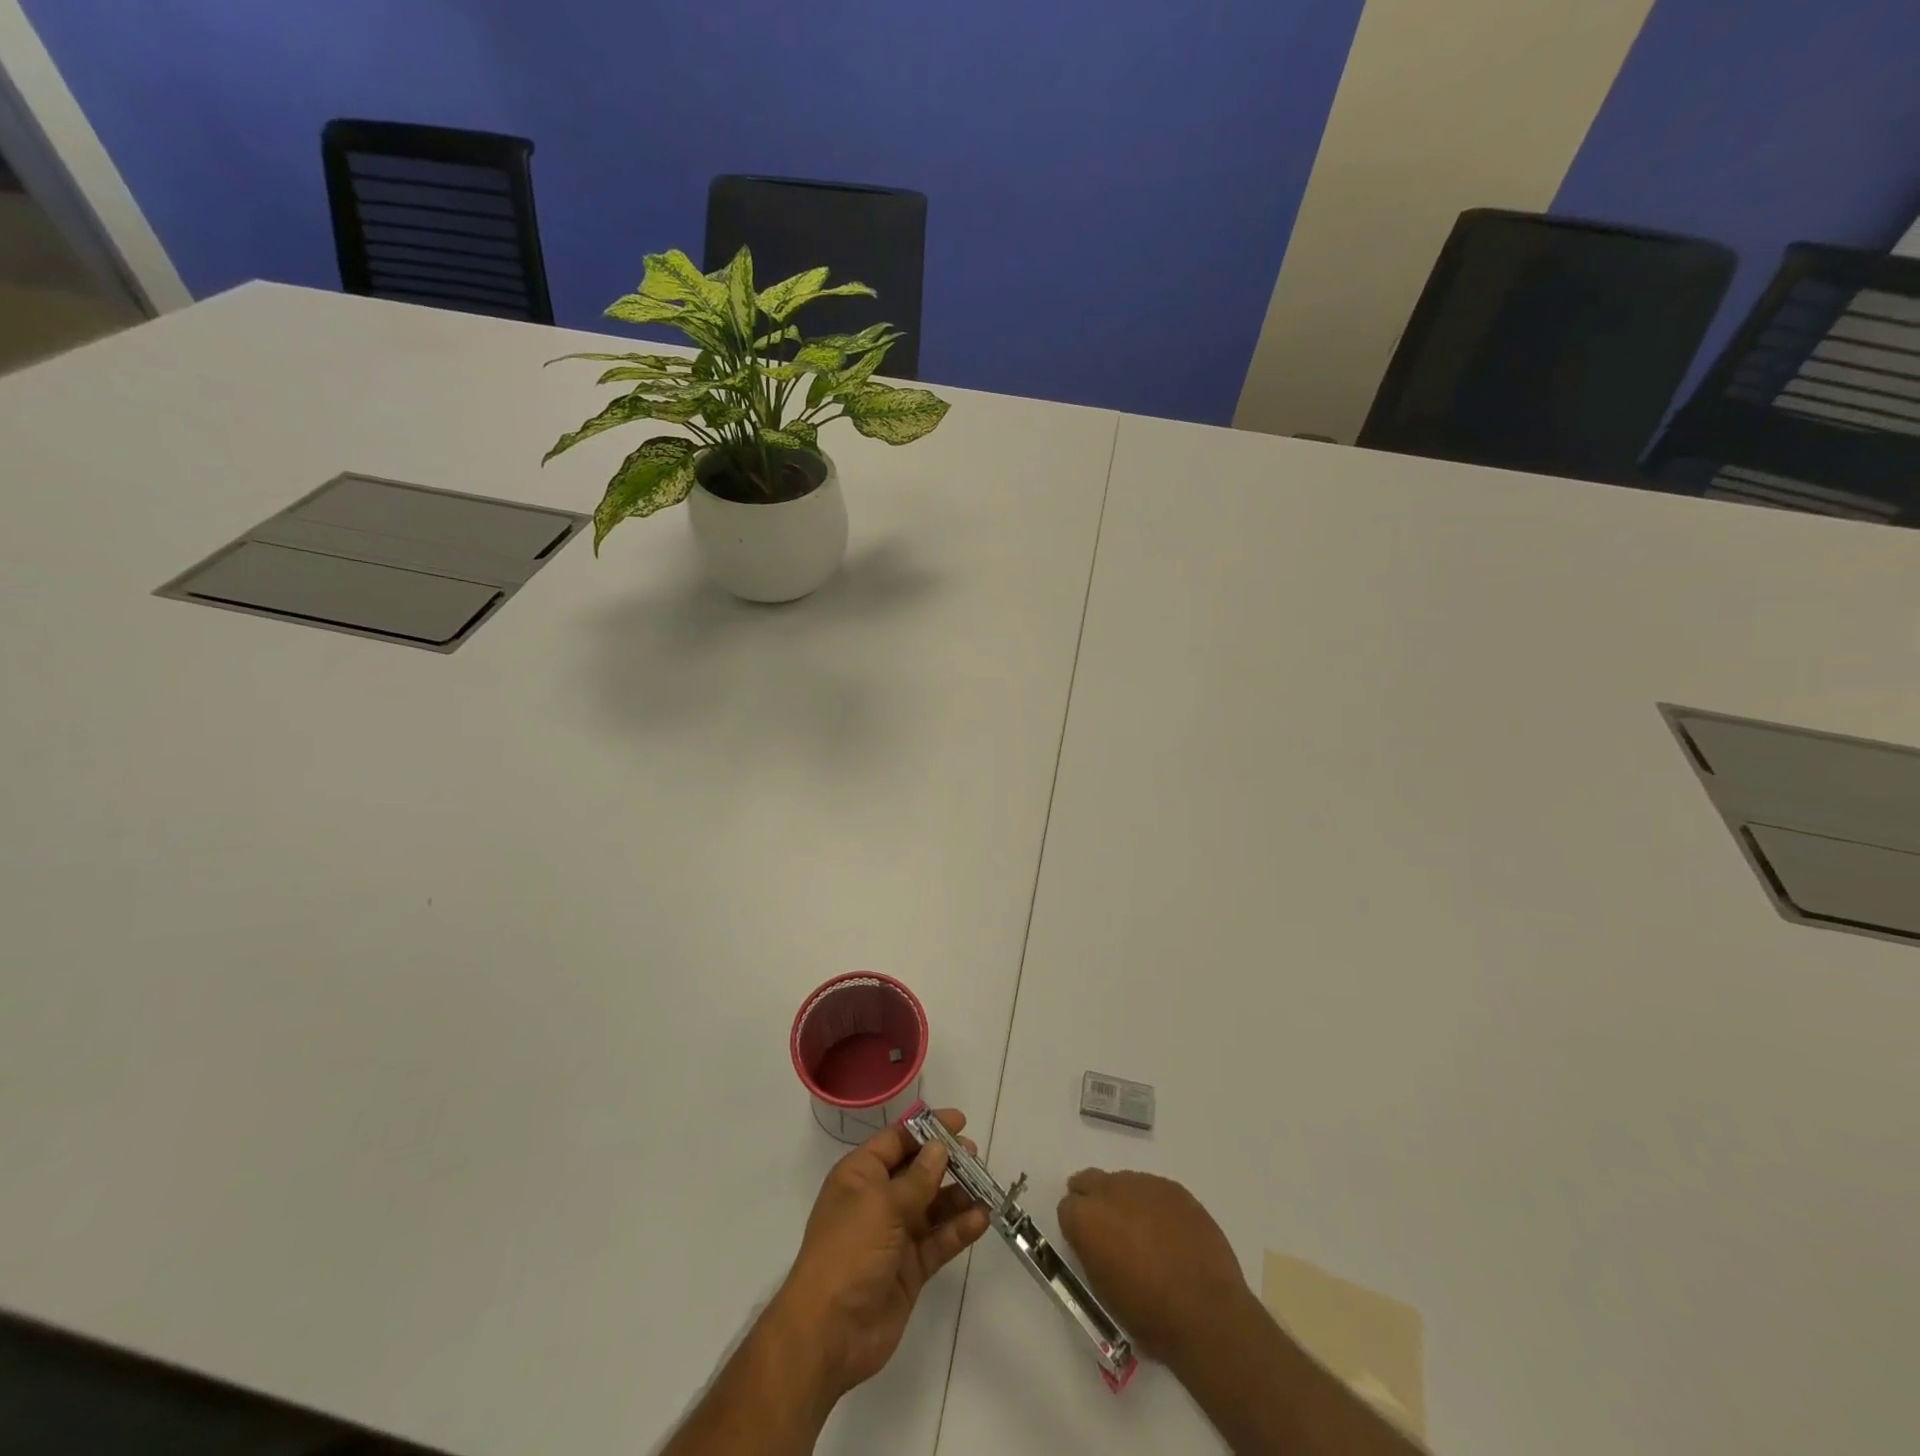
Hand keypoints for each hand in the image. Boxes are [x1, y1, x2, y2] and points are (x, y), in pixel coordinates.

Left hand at [774, 1109, 991, 1398]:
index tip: (959, 1121)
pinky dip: (959, 1229)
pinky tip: (982, 1218)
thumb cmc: (849, 1251)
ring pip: (932, 1206)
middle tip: (975, 1156)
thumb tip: (940, 1147)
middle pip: (917, 1171)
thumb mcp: (882, 1204)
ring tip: (986, 1186)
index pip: (896, 1140)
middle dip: (946, 1161)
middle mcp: (877, 1200)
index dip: (927, 1128)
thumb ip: (917, 1178)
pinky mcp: (910, 1268)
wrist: (830, 1332)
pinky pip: (939, 1240)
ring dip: (958, 1195)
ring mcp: (895, 1236)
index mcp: (860, 1176)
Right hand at [1057, 1169, 1254, 1367]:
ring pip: (1123, 1183)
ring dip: (1125, 1202)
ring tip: (1143, 1234)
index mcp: (1087, 1217)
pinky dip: (1154, 1206)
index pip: (1067, 1207)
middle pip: (1090, 1181)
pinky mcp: (1175, 1189)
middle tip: (1107, 1229)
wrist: (1207, 1313)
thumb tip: (1095, 1240)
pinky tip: (1168, 1233)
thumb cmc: (1149, 1314)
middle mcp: (1111, 1190)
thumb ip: (1091, 1252)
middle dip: (1093, 1200)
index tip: (1086, 1244)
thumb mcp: (1103, 1291)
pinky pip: (1154, 1190)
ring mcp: (1146, 1184)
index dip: (1076, 1227)